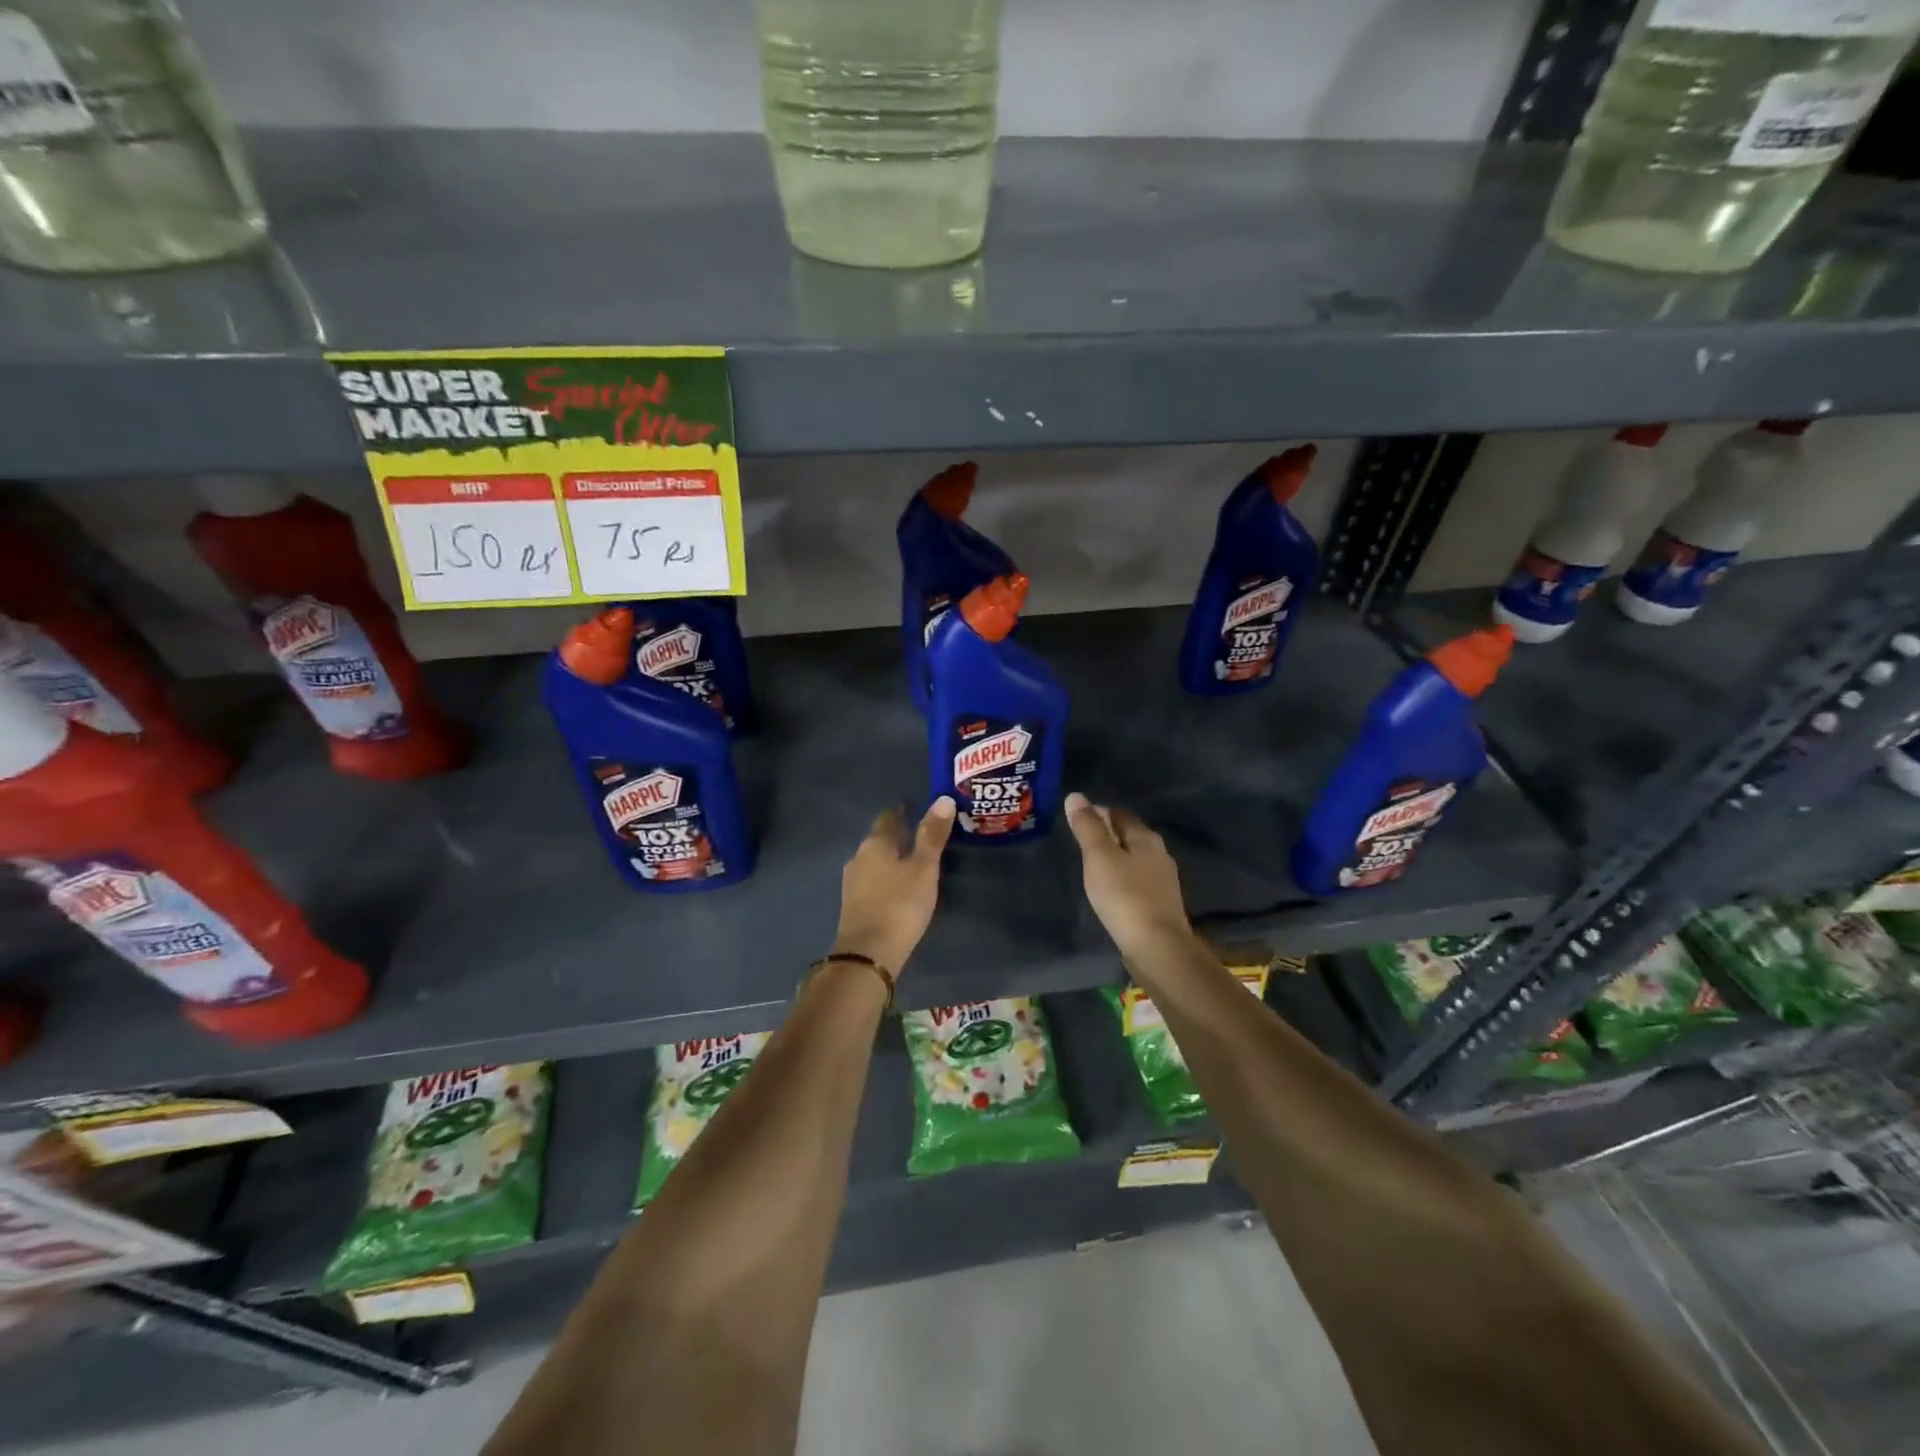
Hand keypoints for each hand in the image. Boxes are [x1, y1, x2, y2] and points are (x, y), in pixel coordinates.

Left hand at [830, 798, 956, 974]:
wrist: (868, 955)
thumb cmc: (900, 905)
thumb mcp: (924, 869)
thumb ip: (932, 835)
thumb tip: (943, 799)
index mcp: (875, 844)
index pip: (888, 818)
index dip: (902, 812)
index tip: (915, 808)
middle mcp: (858, 858)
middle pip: (880, 840)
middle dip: (898, 836)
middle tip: (921, 835)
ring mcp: (852, 883)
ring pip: (874, 862)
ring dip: (891, 859)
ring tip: (913, 861)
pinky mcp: (853, 906)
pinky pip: (872, 882)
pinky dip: (886, 878)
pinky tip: (898, 887)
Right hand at [1064, 792, 1196, 960]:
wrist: (1157, 946)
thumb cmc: (1124, 896)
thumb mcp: (1099, 857)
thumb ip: (1088, 827)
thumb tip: (1076, 796)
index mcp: (1146, 838)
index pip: (1119, 814)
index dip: (1099, 812)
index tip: (1078, 817)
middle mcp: (1159, 854)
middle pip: (1130, 835)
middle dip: (1108, 834)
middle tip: (1082, 840)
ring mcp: (1163, 881)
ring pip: (1135, 859)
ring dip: (1116, 858)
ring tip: (1092, 864)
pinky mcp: (1160, 905)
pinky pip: (1137, 881)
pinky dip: (1122, 879)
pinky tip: (1111, 889)